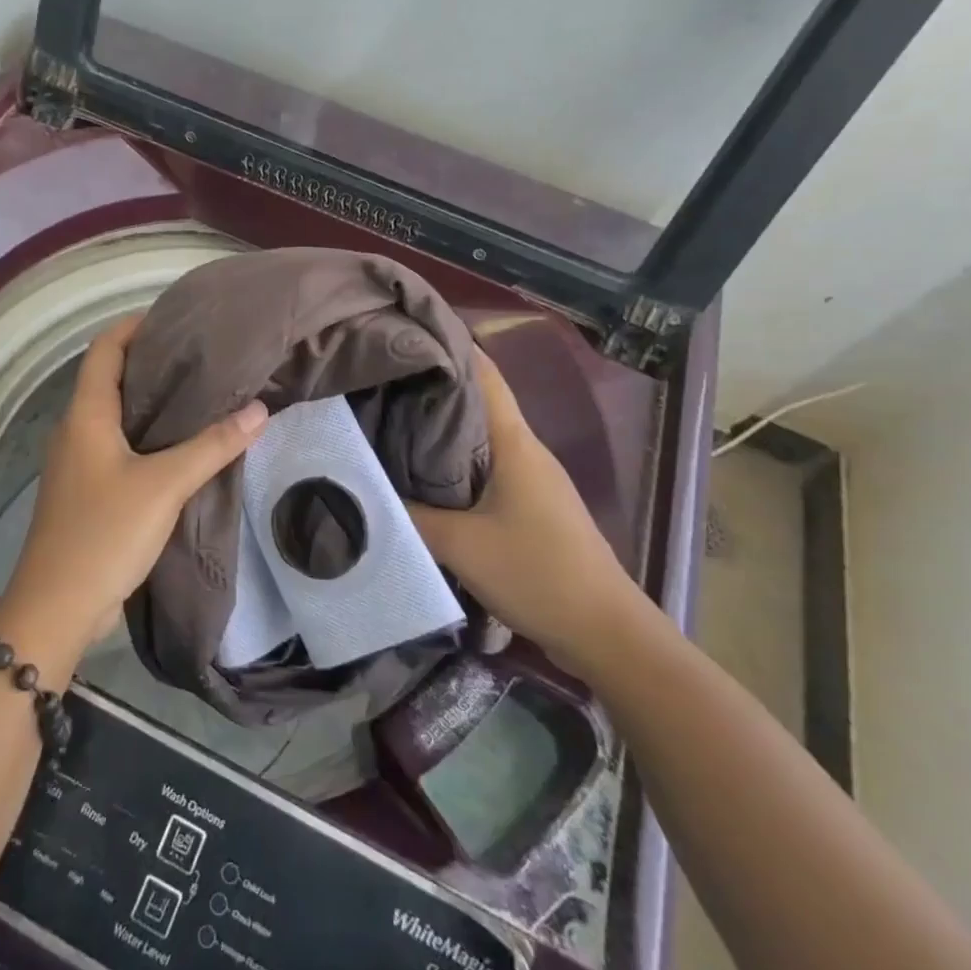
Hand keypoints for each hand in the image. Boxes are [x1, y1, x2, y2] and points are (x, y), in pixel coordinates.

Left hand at [0, 316, 268, 675]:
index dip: (134, 326)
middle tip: (201, 356)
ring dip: (150, 401)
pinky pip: (117, 446)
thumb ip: (212, 446)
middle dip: (151, 362)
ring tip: (200, 393)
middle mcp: (76, 429)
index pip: (104, 349)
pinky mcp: (86, 490)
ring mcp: (78, 462)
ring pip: (115, 414)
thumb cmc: (104, 533)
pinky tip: (181, 445)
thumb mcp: (164, 485)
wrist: (57, 607)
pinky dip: (147, 435)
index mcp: (85, 414)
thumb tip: (258, 409)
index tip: (175, 318)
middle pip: (110, 378)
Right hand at [408, 347, 638, 668]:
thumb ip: (408, 514)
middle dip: (434, 388)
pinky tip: (424, 476)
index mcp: (515, 442)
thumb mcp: (461, 544)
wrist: (606, 634)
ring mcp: (534, 479)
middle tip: (381, 382)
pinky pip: (488, 469)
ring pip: (482, 438)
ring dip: (443, 429)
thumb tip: (363, 488)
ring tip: (391, 423)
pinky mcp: (534, 506)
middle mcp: (526, 450)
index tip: (407, 335)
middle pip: (478, 403)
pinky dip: (456, 463)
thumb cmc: (537, 572)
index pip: (484, 374)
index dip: (450, 347)